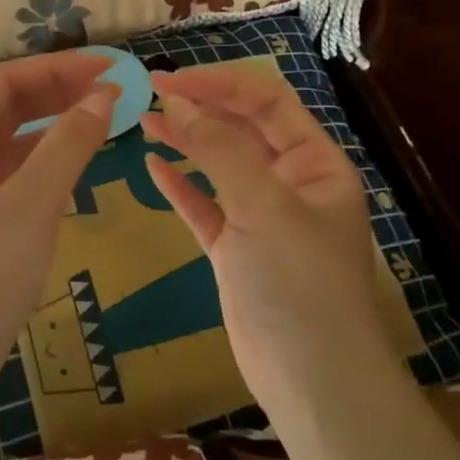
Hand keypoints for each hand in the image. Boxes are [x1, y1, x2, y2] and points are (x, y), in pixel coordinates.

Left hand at [0, 50, 116, 440]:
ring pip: (12, 141)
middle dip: (60, 93)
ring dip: (55, 126)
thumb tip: (104, 95)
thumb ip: (69, 144)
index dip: (59, 69)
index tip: (109, 69)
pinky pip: (13, 173)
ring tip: (103, 119)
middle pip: (8, 108)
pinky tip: (76, 163)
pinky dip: (45, 162)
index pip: (5, 83)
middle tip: (114, 91)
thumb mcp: (32, 205)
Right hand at [141, 65, 392, 418]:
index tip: (171, 80)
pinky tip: (153, 167)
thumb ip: (220, 151)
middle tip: (149, 92)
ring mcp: (262, 218)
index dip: (220, 84)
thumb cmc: (298, 283)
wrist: (311, 379)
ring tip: (145, 121)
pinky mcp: (235, 250)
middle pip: (242, 129)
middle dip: (200, 107)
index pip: (267, 103)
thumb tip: (179, 103)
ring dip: (186, 141)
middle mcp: (291, 183)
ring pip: (220, 166)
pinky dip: (181, 186)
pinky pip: (205, 206)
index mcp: (315, 163)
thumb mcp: (263, 207)